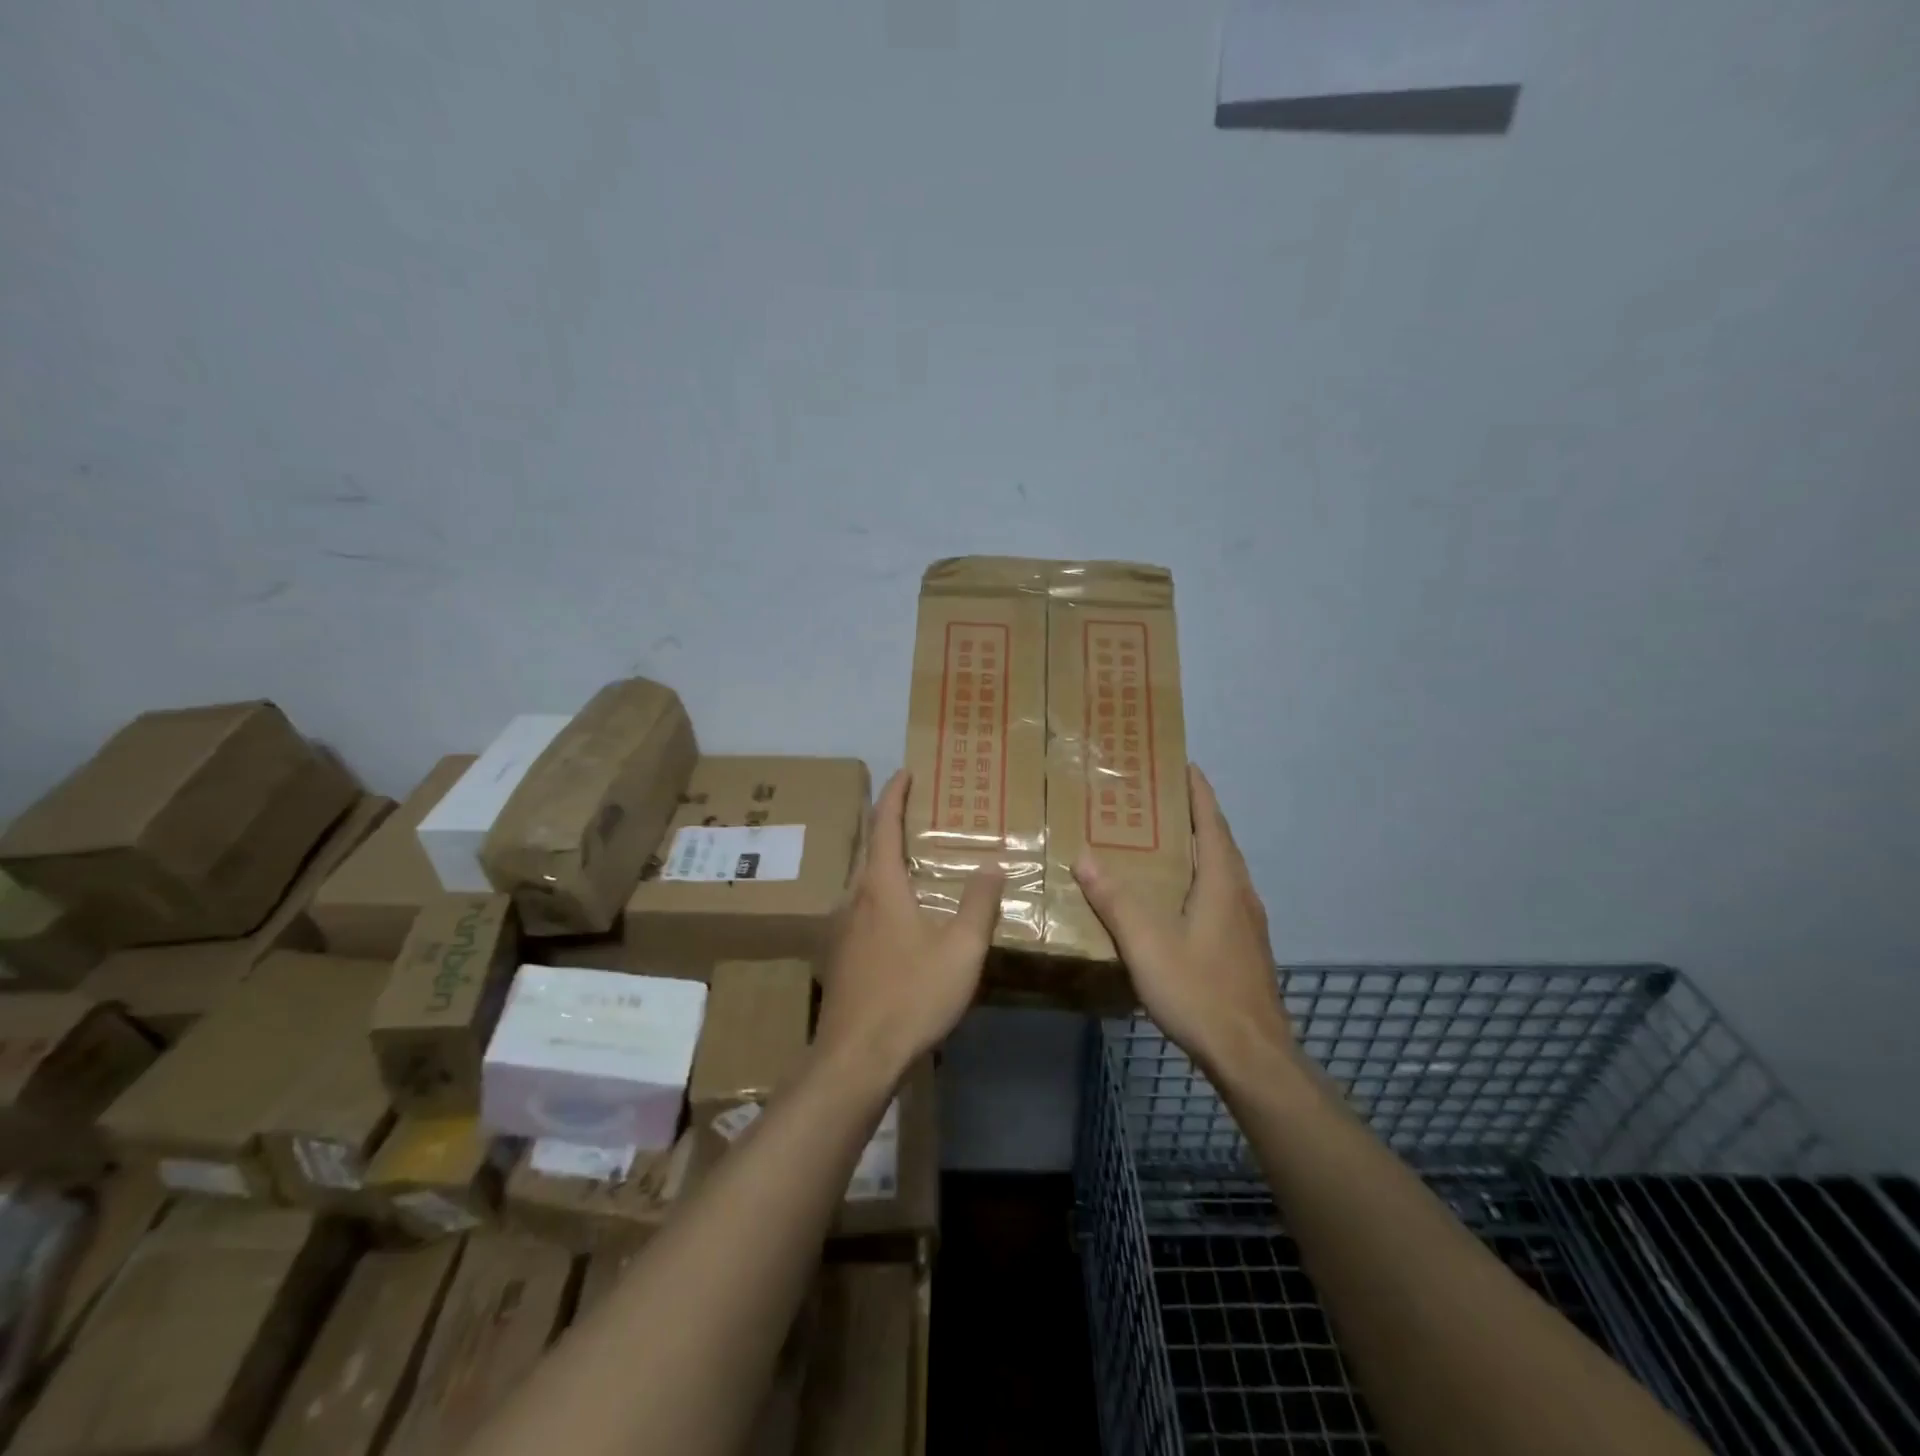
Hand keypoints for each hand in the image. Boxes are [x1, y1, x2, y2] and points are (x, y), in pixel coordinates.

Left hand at [814, 770, 1004, 1077]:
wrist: (855, 1058)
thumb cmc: (911, 996)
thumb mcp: (960, 950)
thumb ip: (978, 904)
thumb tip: (992, 866)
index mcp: (880, 886)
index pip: (883, 825)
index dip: (894, 795)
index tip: (904, 772)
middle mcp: (854, 898)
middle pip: (868, 848)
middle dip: (887, 824)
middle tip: (916, 813)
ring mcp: (841, 928)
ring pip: (862, 880)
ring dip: (883, 861)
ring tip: (912, 860)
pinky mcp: (840, 956)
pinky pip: (861, 908)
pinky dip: (880, 892)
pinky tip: (899, 916)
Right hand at [1074, 765, 1292, 1079]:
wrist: (1251, 1054)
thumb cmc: (1199, 990)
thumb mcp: (1147, 944)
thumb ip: (1115, 899)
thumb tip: (1084, 855)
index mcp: (1221, 883)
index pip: (1211, 824)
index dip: (1199, 793)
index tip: (1185, 765)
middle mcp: (1241, 895)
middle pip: (1220, 843)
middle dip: (1197, 816)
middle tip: (1163, 800)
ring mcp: (1249, 924)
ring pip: (1224, 872)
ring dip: (1202, 849)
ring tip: (1169, 842)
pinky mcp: (1248, 949)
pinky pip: (1224, 896)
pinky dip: (1204, 879)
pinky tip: (1182, 900)